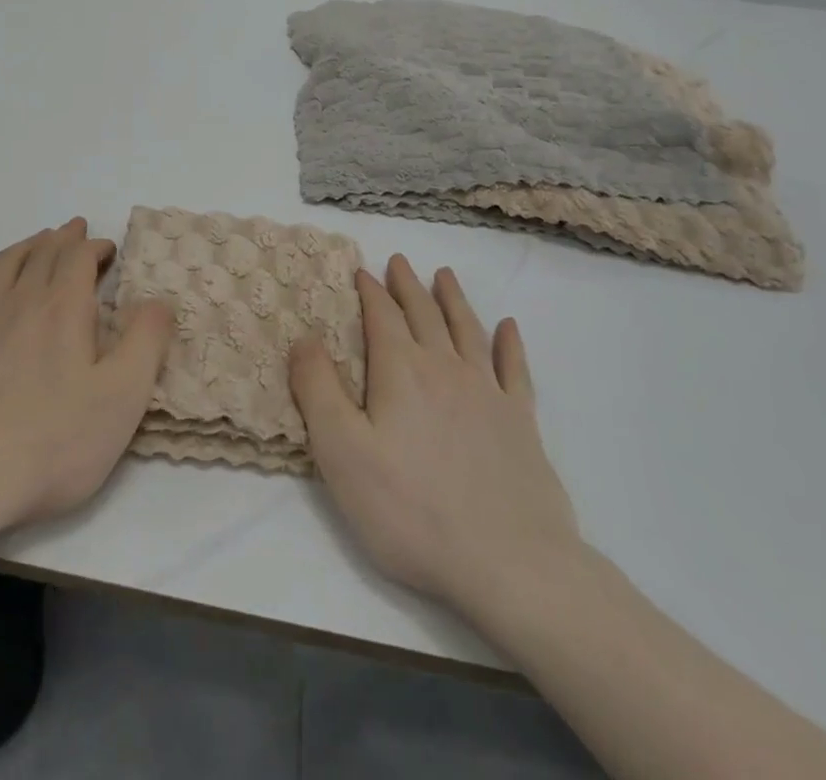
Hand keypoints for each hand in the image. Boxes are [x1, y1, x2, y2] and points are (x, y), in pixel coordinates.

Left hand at [0, 218, 172, 531]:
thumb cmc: (54, 440)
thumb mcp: (123, 396)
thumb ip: (146, 342)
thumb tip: (159, 301)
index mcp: (64, 309)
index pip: (80, 257)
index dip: (96, 247)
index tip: (110, 250)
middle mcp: (22, 301)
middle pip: (44, 253)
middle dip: (64, 238)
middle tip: (77, 229)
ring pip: (6, 264)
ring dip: (27, 245)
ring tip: (40, 240)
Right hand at [290, 255, 581, 617]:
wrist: (510, 565)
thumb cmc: (411, 509)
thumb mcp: (342, 452)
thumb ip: (318, 389)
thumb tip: (303, 338)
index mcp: (401, 371)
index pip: (382, 316)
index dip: (371, 291)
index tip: (362, 270)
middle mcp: (445, 369)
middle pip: (424, 314)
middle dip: (408, 285)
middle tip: (399, 261)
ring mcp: (489, 393)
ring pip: (467, 330)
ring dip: (453, 299)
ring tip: (444, 275)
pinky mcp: (521, 424)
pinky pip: (515, 369)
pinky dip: (510, 344)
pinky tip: (510, 328)